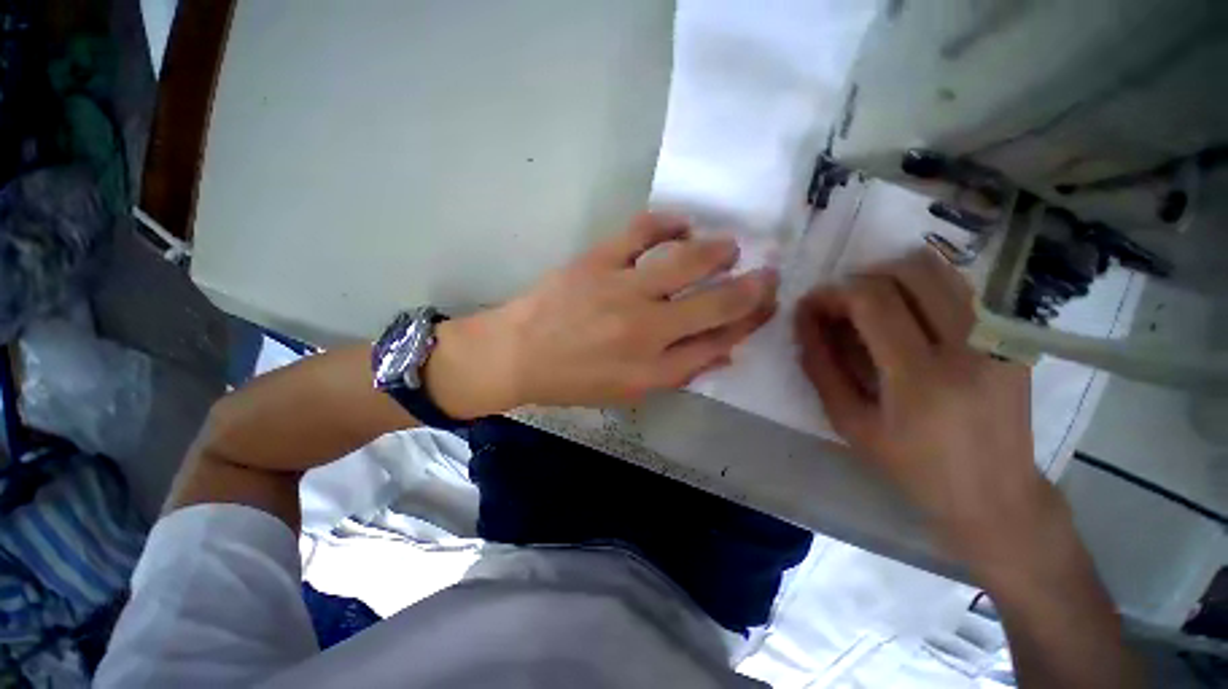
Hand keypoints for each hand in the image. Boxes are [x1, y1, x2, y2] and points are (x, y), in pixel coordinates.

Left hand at [427, 213, 777, 415]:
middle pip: (715, 303)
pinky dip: (668, 222)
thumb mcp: (630, 390)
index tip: (766, 308)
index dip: (749, 323)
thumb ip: (680, 371)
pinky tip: (683, 224)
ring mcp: (622, 289)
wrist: (517, 354)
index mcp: (654, 367)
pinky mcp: (598, 261)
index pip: (719, 341)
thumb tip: (725, 350)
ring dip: (719, 252)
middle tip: (767, 273)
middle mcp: (647, 328)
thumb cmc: (574, 379)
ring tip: (730, 248)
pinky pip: (641, 231)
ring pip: (687, 262)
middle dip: (751, 288)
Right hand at [794, 249, 1055, 570]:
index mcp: (922, 378)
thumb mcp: (849, 423)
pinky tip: (906, 313)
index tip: (810, 305)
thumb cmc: (913, 467)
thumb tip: (803, 321)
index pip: (872, 301)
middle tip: (840, 305)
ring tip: (870, 305)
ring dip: (891, 276)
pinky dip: (922, 286)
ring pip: (939, 269)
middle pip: (908, 271)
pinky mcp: (1012, 336)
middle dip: (860, 279)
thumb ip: (821, 367)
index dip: (832, 293)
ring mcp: (999, 336)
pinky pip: (959, 286)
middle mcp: (969, 345)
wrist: (995, 494)